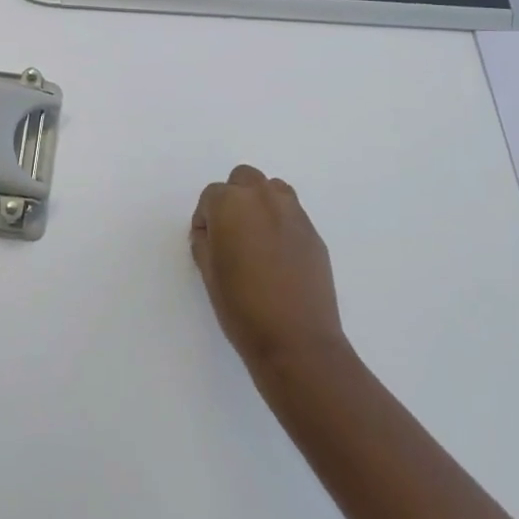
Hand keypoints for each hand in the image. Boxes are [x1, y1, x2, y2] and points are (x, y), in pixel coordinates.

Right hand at [190, 165, 345, 373]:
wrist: (296, 339)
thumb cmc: (241, 307)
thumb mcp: (208, 274)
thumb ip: (206, 242)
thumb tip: (212, 234)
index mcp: (231, 204)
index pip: (211, 195)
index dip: (205, 219)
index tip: (207, 244)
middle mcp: (263, 198)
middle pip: (243, 179)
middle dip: (233, 200)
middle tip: (230, 234)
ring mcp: (293, 212)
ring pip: (271, 189)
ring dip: (259, 203)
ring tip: (256, 239)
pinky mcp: (313, 231)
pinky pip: (291, 213)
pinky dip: (280, 222)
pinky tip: (278, 256)